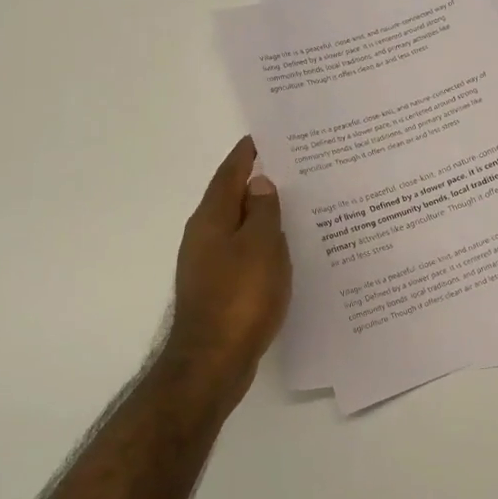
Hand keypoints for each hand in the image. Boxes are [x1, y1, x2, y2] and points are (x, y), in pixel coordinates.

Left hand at [166, 136, 291, 380]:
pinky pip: (242, 253)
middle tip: (291, 169)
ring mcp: (207, 264)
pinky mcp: (217, 288)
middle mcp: (203, 236)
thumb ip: (264, 211)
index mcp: (212, 219)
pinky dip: (260, 244)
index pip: (230, 173)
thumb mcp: (262, 247)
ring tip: (293, 205)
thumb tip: (260, 183)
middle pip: (231, 198)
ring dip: (260, 214)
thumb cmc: (240, 298)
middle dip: (257, 182)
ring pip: (238, 227)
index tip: (266, 137)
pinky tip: (282, 250)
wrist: (213, 361)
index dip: (247, 154)